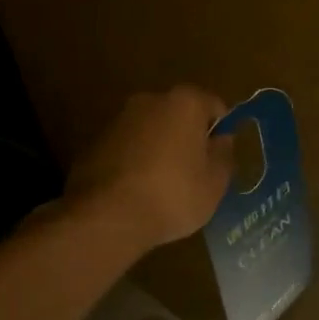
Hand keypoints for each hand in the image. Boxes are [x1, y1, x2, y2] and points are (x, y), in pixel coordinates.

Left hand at [67, 86, 234, 250]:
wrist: (105, 219)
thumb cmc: (172, 195)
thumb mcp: (215, 183)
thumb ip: (224, 155)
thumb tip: (221, 140)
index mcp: (185, 102)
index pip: (215, 106)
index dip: (220, 131)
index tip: (218, 158)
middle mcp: (151, 100)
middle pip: (180, 114)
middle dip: (187, 136)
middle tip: (193, 171)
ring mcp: (119, 120)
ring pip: (151, 130)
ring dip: (159, 148)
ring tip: (162, 186)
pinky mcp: (94, 143)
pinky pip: (127, 147)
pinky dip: (134, 161)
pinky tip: (136, 192)